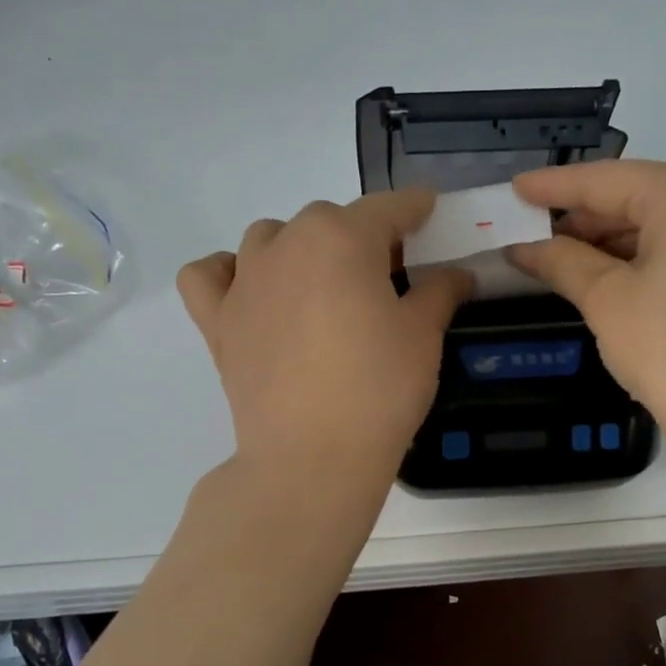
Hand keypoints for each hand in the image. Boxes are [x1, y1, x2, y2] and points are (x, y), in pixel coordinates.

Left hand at [177, 191, 471, 488]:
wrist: (311, 458)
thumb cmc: (378, 390)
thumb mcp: (423, 336)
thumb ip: (439, 292)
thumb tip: (456, 274)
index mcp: (341, 237)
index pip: (387, 208)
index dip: (414, 208)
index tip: (428, 211)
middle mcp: (287, 243)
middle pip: (329, 220)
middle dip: (360, 237)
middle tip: (385, 278)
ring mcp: (245, 281)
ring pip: (270, 238)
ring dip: (299, 249)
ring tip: (321, 288)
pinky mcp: (217, 321)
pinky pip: (209, 276)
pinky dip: (227, 273)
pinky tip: (251, 292)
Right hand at [507, 160, 665, 449]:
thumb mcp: (606, 299)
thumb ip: (562, 262)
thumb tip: (523, 249)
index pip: (608, 180)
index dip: (556, 186)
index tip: (517, 189)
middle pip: (646, 196)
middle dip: (591, 218)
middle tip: (542, 236)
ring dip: (623, 239)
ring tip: (577, 262)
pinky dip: (661, 255)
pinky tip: (630, 280)